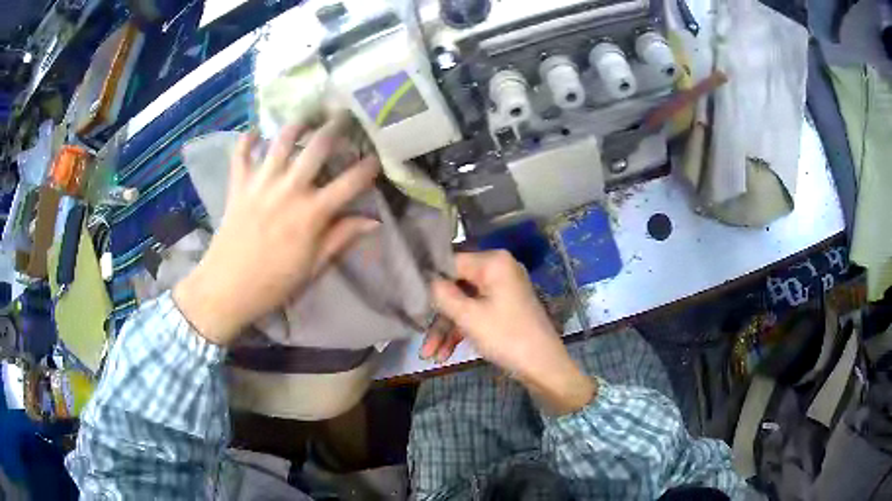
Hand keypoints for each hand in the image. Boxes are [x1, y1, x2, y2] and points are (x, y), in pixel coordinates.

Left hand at [174, 119, 379, 345]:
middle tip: (344, 115)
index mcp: (312, 213)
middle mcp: (289, 189)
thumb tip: (373, 221)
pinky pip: (241, 154)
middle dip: (335, 127)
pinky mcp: (238, 185)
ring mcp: (261, 184)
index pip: (350, 182)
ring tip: (307, 115)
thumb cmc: (274, 283)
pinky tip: (256, 131)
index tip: (377, 157)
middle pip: (317, 147)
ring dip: (297, 124)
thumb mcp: (313, 266)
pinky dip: (247, 139)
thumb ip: (341, 238)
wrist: (226, 289)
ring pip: (281, 141)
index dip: (368, 166)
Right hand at [428, 251, 596, 414]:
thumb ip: (441, 294)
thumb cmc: (506, 337)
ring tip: (429, 355)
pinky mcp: (502, 308)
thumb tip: (422, 277)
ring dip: (445, 328)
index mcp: (493, 262)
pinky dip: (461, 331)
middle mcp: (498, 270)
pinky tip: (444, 354)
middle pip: (455, 286)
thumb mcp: (468, 316)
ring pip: (463, 303)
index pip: (450, 261)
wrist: (543, 367)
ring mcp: (501, 290)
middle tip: (419, 334)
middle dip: (437, 315)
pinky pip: (475, 313)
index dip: (429, 279)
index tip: (407, 296)